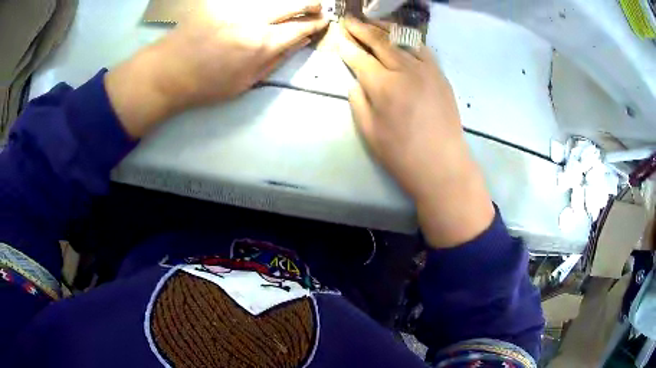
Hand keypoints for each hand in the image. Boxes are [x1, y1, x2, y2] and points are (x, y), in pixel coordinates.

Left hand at [105, 0, 328, 137]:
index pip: (298, 29)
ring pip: (270, 2)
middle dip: (309, 6)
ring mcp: (236, 10)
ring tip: (294, 7)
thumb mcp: (244, 83)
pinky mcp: (221, 5)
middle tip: (318, 7)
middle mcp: (253, 21)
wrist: (168, 71)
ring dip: (285, 4)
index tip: (323, 23)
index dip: (314, 25)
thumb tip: (295, 45)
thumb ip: (273, 62)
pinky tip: (262, 11)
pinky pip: (248, 2)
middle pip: (289, 6)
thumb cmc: (206, 85)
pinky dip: (260, 6)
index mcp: (262, 44)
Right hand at [336, 17, 493, 247]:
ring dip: (383, 28)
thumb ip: (358, 100)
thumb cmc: (401, 154)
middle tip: (349, 20)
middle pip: (379, 42)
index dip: (346, 47)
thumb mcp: (369, 132)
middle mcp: (405, 70)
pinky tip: (400, 36)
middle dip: (361, 29)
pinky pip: (422, 49)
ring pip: (401, 40)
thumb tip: (356, 80)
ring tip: (371, 22)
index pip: (359, 58)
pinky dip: (408, 39)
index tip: (338, 37)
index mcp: (383, 86)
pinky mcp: (440, 75)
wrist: (442, 164)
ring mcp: (426, 70)